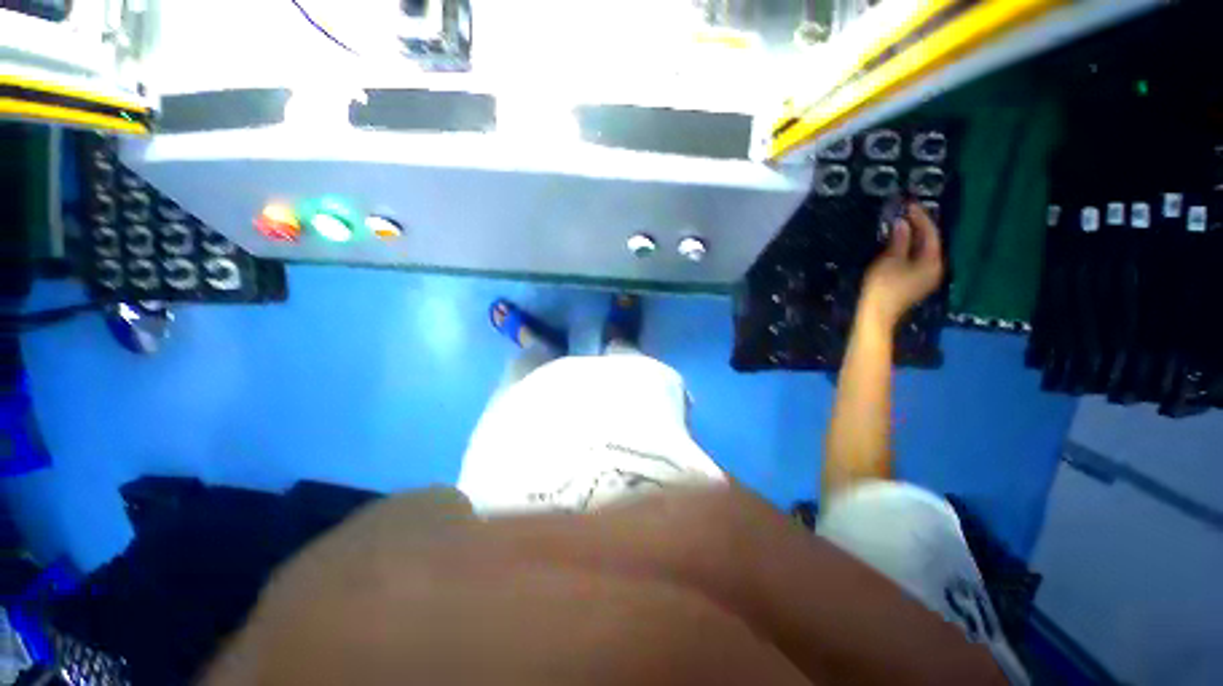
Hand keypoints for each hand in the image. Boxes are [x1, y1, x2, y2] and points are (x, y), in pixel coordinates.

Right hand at [861, 202, 944, 328]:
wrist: (876, 314)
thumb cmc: (884, 287)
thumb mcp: (890, 260)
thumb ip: (899, 240)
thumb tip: (902, 223)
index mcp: (933, 261)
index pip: (931, 232)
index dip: (920, 216)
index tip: (908, 204)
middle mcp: (935, 267)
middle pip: (930, 241)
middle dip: (918, 225)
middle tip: (904, 212)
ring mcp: (926, 277)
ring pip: (924, 250)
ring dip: (913, 236)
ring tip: (901, 224)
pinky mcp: (915, 283)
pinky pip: (917, 259)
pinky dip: (909, 248)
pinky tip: (899, 243)